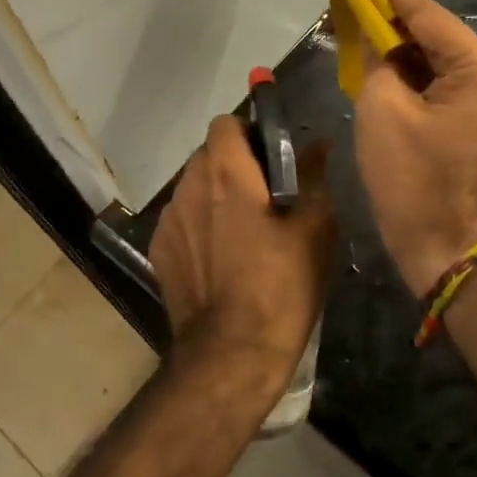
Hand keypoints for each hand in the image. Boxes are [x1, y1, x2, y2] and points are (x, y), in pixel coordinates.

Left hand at [150, 116, 335, 395]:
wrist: (232, 353)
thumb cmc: (281, 286)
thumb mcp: (314, 229)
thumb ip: (314, 177)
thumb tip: (317, 144)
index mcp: (225, 172)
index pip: (226, 123)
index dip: (249, 133)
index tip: (271, 159)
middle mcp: (188, 186)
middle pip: (207, 155)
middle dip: (234, 166)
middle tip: (265, 197)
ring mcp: (168, 220)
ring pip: (192, 188)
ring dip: (214, 196)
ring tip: (242, 231)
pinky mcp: (158, 250)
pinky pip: (181, 220)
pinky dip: (199, 225)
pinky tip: (220, 258)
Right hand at [354, 0, 476, 296]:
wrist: (439, 243)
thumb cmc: (410, 178)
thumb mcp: (382, 108)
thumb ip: (378, 59)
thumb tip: (376, 37)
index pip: (427, 14)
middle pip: (434, 31)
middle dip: (391, 11)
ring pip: (435, 54)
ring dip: (398, 40)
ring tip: (359, 11)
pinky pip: (438, 78)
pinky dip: (409, 67)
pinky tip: (378, 52)